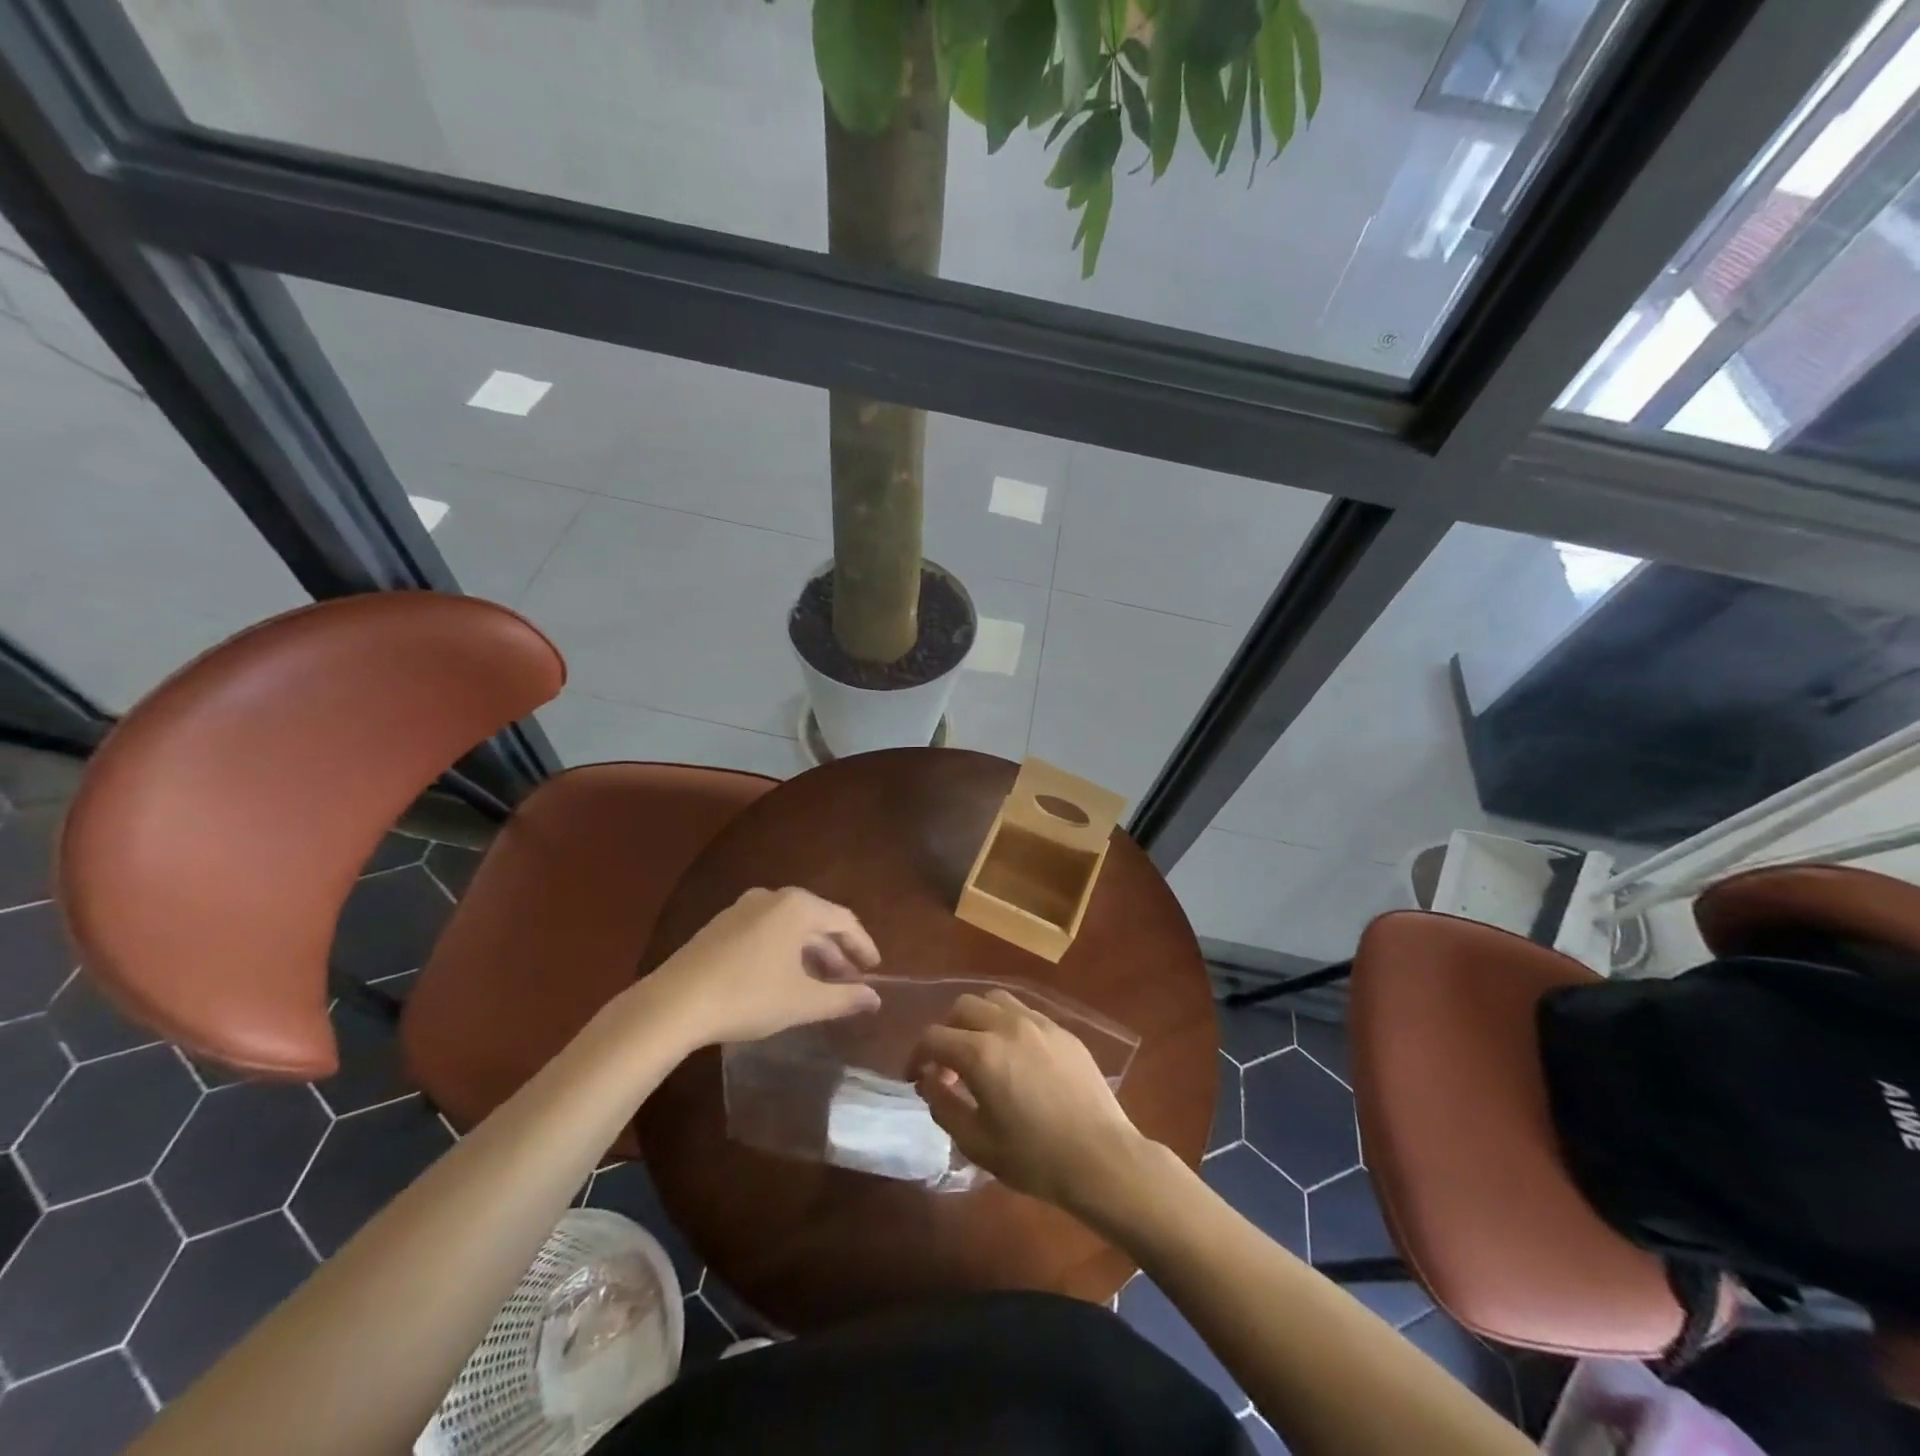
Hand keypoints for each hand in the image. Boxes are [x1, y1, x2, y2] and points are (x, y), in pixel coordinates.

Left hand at [639, 887, 880, 1047]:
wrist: (673, 1004)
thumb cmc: (748, 996)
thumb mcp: (802, 1001)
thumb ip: (843, 998)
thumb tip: (874, 999)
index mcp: (797, 907)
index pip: (844, 921)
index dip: (863, 946)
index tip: (874, 969)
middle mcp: (772, 897)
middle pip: (816, 922)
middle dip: (835, 952)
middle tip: (849, 981)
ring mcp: (742, 909)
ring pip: (789, 927)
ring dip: (809, 953)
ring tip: (819, 983)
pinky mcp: (720, 926)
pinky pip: (766, 931)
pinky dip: (783, 951)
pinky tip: (782, 978)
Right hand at [913, 990, 1150, 1213]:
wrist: (1101, 1157)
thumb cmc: (1035, 1158)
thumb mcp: (977, 1143)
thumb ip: (944, 1106)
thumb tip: (929, 1080)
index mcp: (981, 1053)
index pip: (933, 1037)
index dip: (916, 1055)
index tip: (916, 1077)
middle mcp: (1007, 1025)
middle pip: (962, 1007)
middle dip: (946, 1031)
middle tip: (947, 1064)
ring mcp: (1038, 1023)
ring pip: (994, 999)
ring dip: (977, 1019)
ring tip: (980, 1049)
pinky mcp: (1062, 1030)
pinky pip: (1024, 1011)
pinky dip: (1007, 1022)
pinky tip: (1015, 1054)